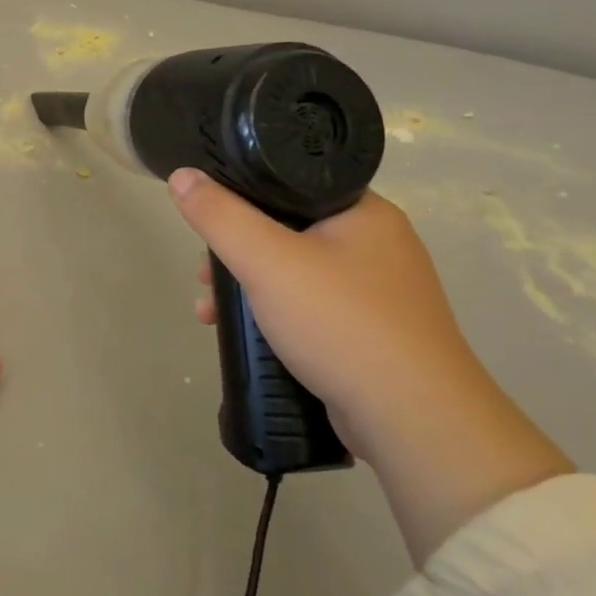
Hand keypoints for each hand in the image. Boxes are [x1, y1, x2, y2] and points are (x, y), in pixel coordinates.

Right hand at [169, 170, 572, 564]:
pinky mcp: (374, 334)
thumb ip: (220, 216)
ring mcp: (379, 293)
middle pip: (287, 230)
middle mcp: (378, 245)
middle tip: (205, 274)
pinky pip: (310, 309)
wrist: (413, 419)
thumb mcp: (266, 261)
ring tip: (210, 312)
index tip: (208, 221)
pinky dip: (274, 316)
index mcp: (365, 212)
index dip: (241, 196)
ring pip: (295, 273)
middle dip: (236, 253)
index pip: (291, 183)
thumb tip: (182, 176)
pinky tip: (247, 337)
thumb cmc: (340, 323)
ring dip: (248, 288)